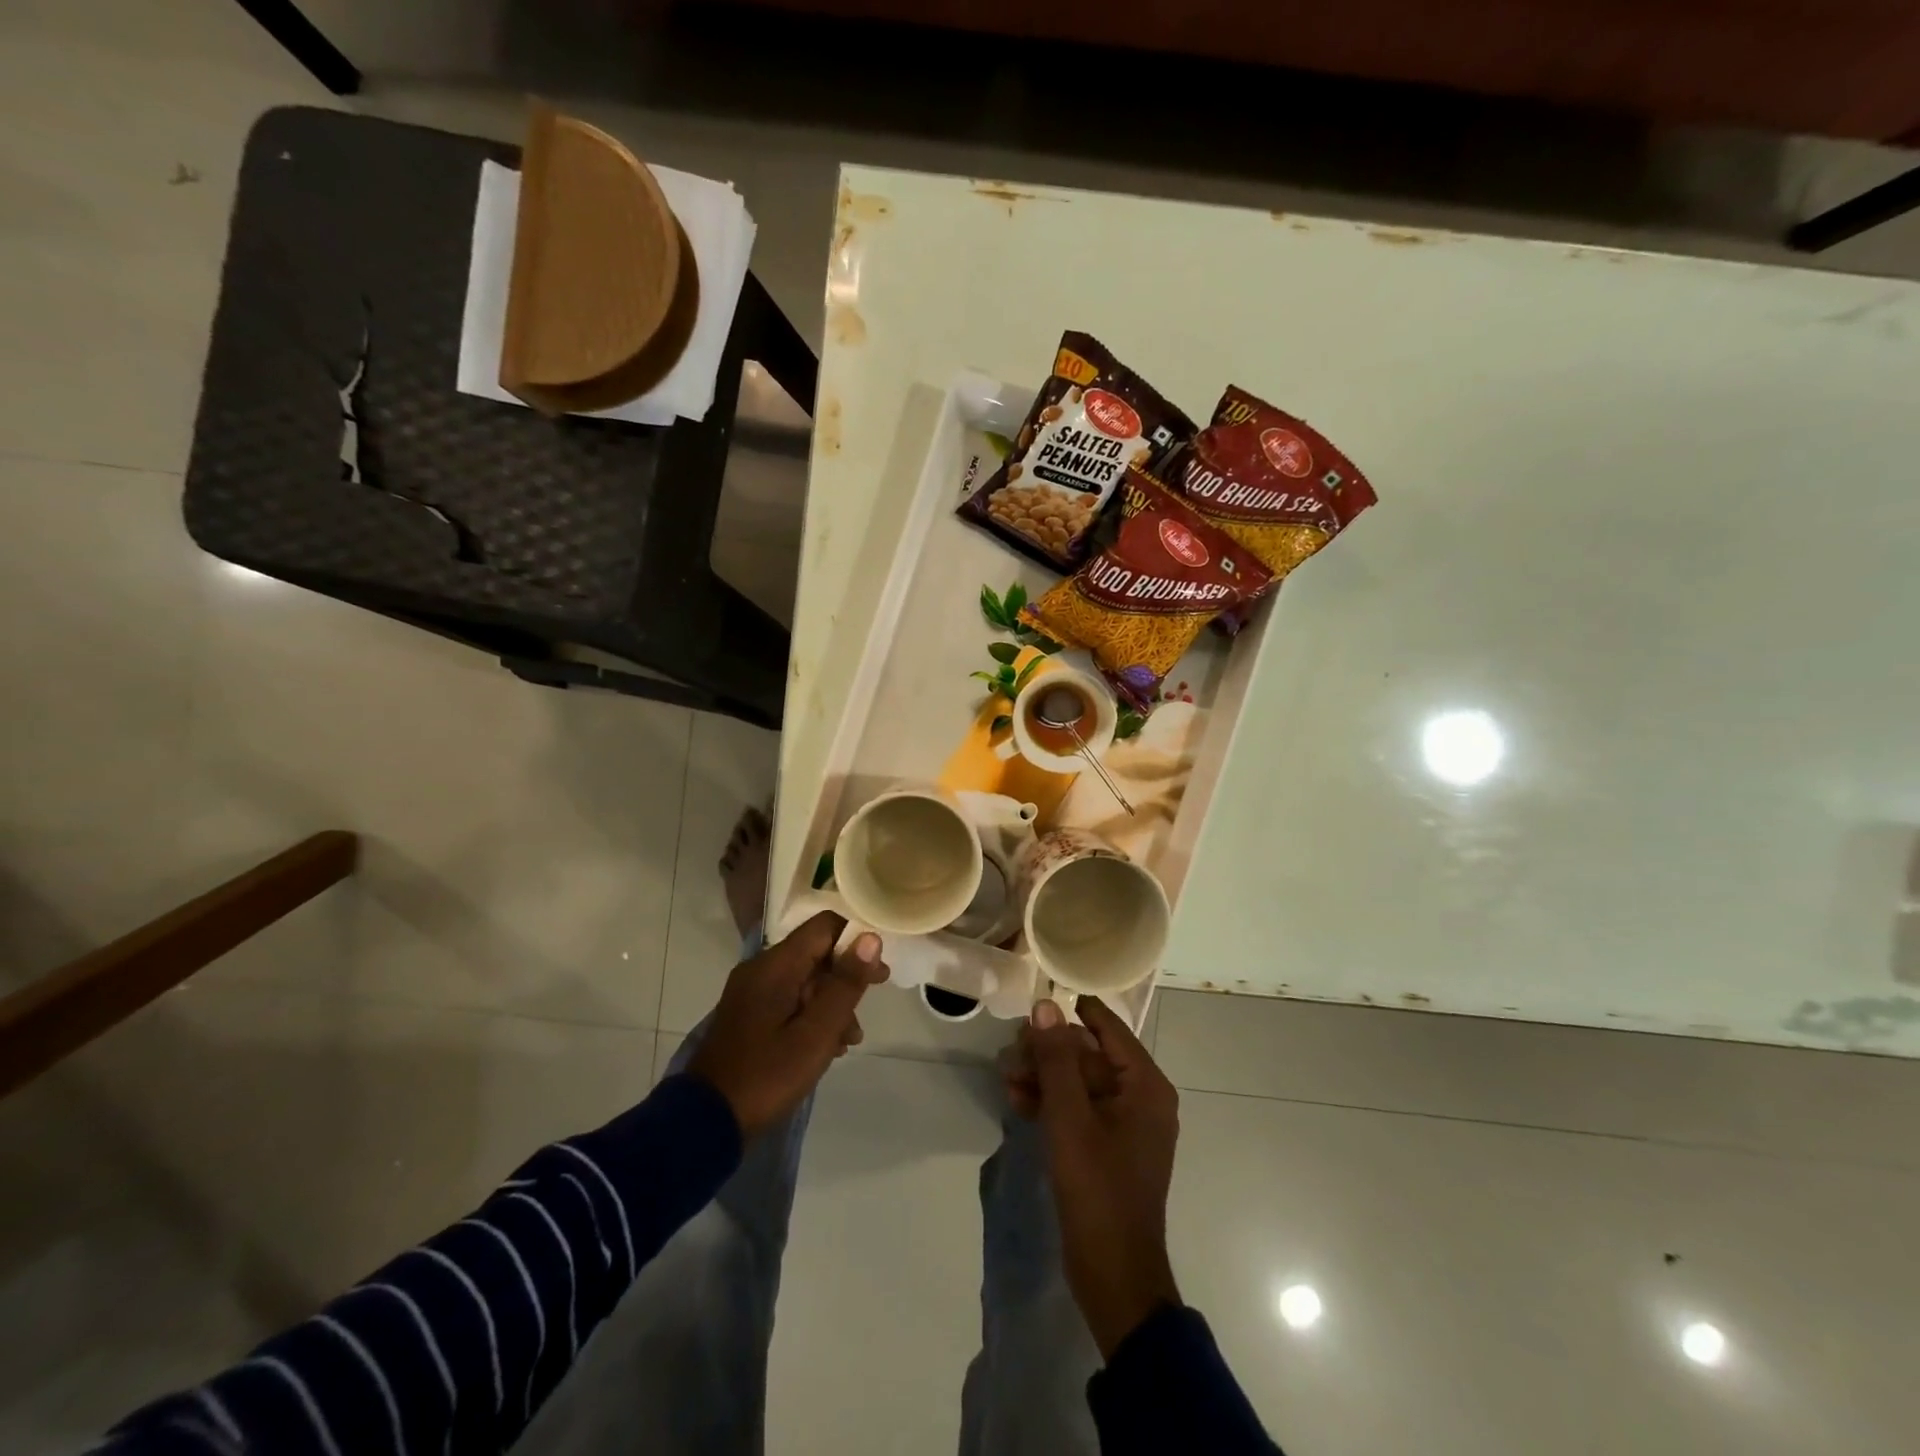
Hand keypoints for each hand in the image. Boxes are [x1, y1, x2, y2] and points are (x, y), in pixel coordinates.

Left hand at [686, 912, 888, 1137]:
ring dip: (832, 1002)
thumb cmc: (767, 1074)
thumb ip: (845, 984)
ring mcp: (752, 993)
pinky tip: (827, 1046)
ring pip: (805, 980)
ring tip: (850, 1039)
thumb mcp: (816, 1033)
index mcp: (775, 966)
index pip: (824, 926)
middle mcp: (761, 969)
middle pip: (815, 953)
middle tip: (871, 1003)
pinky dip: (812, 1015)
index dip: (856, 940)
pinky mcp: (749, 1015)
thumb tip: (871, 938)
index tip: (878, 970)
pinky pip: (789, 1000)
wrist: (706, 1121)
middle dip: (846, 977)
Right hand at [1010, 996, 1181, 1358]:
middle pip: (1090, 1055)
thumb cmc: (1097, 1188)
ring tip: (1006, 1075)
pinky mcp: (1107, 1147)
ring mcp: (1125, 1124)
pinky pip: (1079, 1109)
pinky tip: (1016, 1100)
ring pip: (1080, 1082)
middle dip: (1049, 1050)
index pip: (1109, 1028)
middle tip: (1011, 1049)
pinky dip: (1050, 1103)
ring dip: (1044, 1076)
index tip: (1037, 1001)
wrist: (1114, 1274)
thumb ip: (1056, 1059)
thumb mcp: (1069, 1118)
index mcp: (1145, 1085)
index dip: (1073, 1012)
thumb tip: (1045, 1006)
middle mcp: (1141, 1097)